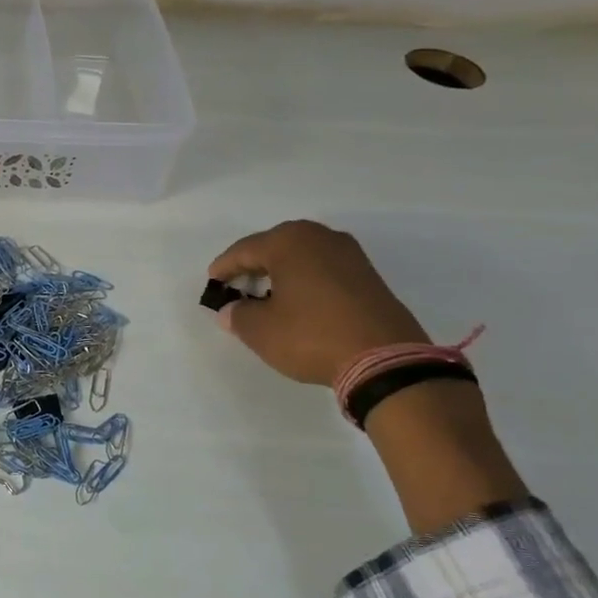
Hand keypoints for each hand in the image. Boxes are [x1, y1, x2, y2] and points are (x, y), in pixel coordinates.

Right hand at [208, 221, 427, 385]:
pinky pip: (323, 269)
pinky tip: (298, 302)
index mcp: (288, 241)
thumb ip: (237, 315)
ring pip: (301, 257)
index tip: (212, 284)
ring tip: (266, 296)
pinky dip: (305, 281)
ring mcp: (349, 254)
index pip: (243, 250)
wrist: (385, 360)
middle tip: (237, 286)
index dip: (224, 268)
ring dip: (280, 273)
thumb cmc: (311, 336)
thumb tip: (232, 310)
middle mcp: (319, 237)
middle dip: (253, 266)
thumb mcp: (260, 330)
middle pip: (274, 247)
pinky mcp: (368, 275)